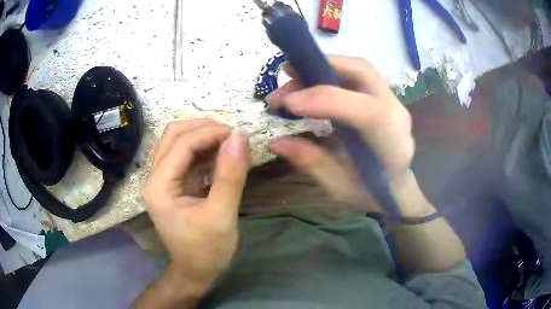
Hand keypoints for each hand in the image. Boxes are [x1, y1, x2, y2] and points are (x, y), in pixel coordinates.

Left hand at [144, 119, 249, 295]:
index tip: (238, 134)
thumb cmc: (207, 250)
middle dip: (202, 129)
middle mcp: (156, 178)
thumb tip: (240, 137)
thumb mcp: (222, 215)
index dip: (209, 133)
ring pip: (179, 143)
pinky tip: (223, 158)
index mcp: (160, 186)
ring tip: (230, 144)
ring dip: (204, 138)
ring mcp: (164, 180)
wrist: (196, 272)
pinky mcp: (175, 184)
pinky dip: (205, 152)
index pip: (181, 144)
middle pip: (173, 135)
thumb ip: (230, 176)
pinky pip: (187, 157)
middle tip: (231, 136)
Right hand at [267, 57, 423, 214]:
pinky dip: (330, 73)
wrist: (396, 187)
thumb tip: (275, 142)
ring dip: (323, 67)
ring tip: (293, 81)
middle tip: (287, 75)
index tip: (287, 103)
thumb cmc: (371, 193)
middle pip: (363, 72)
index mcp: (391, 143)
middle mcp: (396, 113)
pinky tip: (311, 84)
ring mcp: (391, 100)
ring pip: (359, 68)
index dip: (325, 100)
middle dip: (322, 67)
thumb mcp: (339, 187)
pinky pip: (356, 75)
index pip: (365, 111)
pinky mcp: (382, 95)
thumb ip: (311, 162)